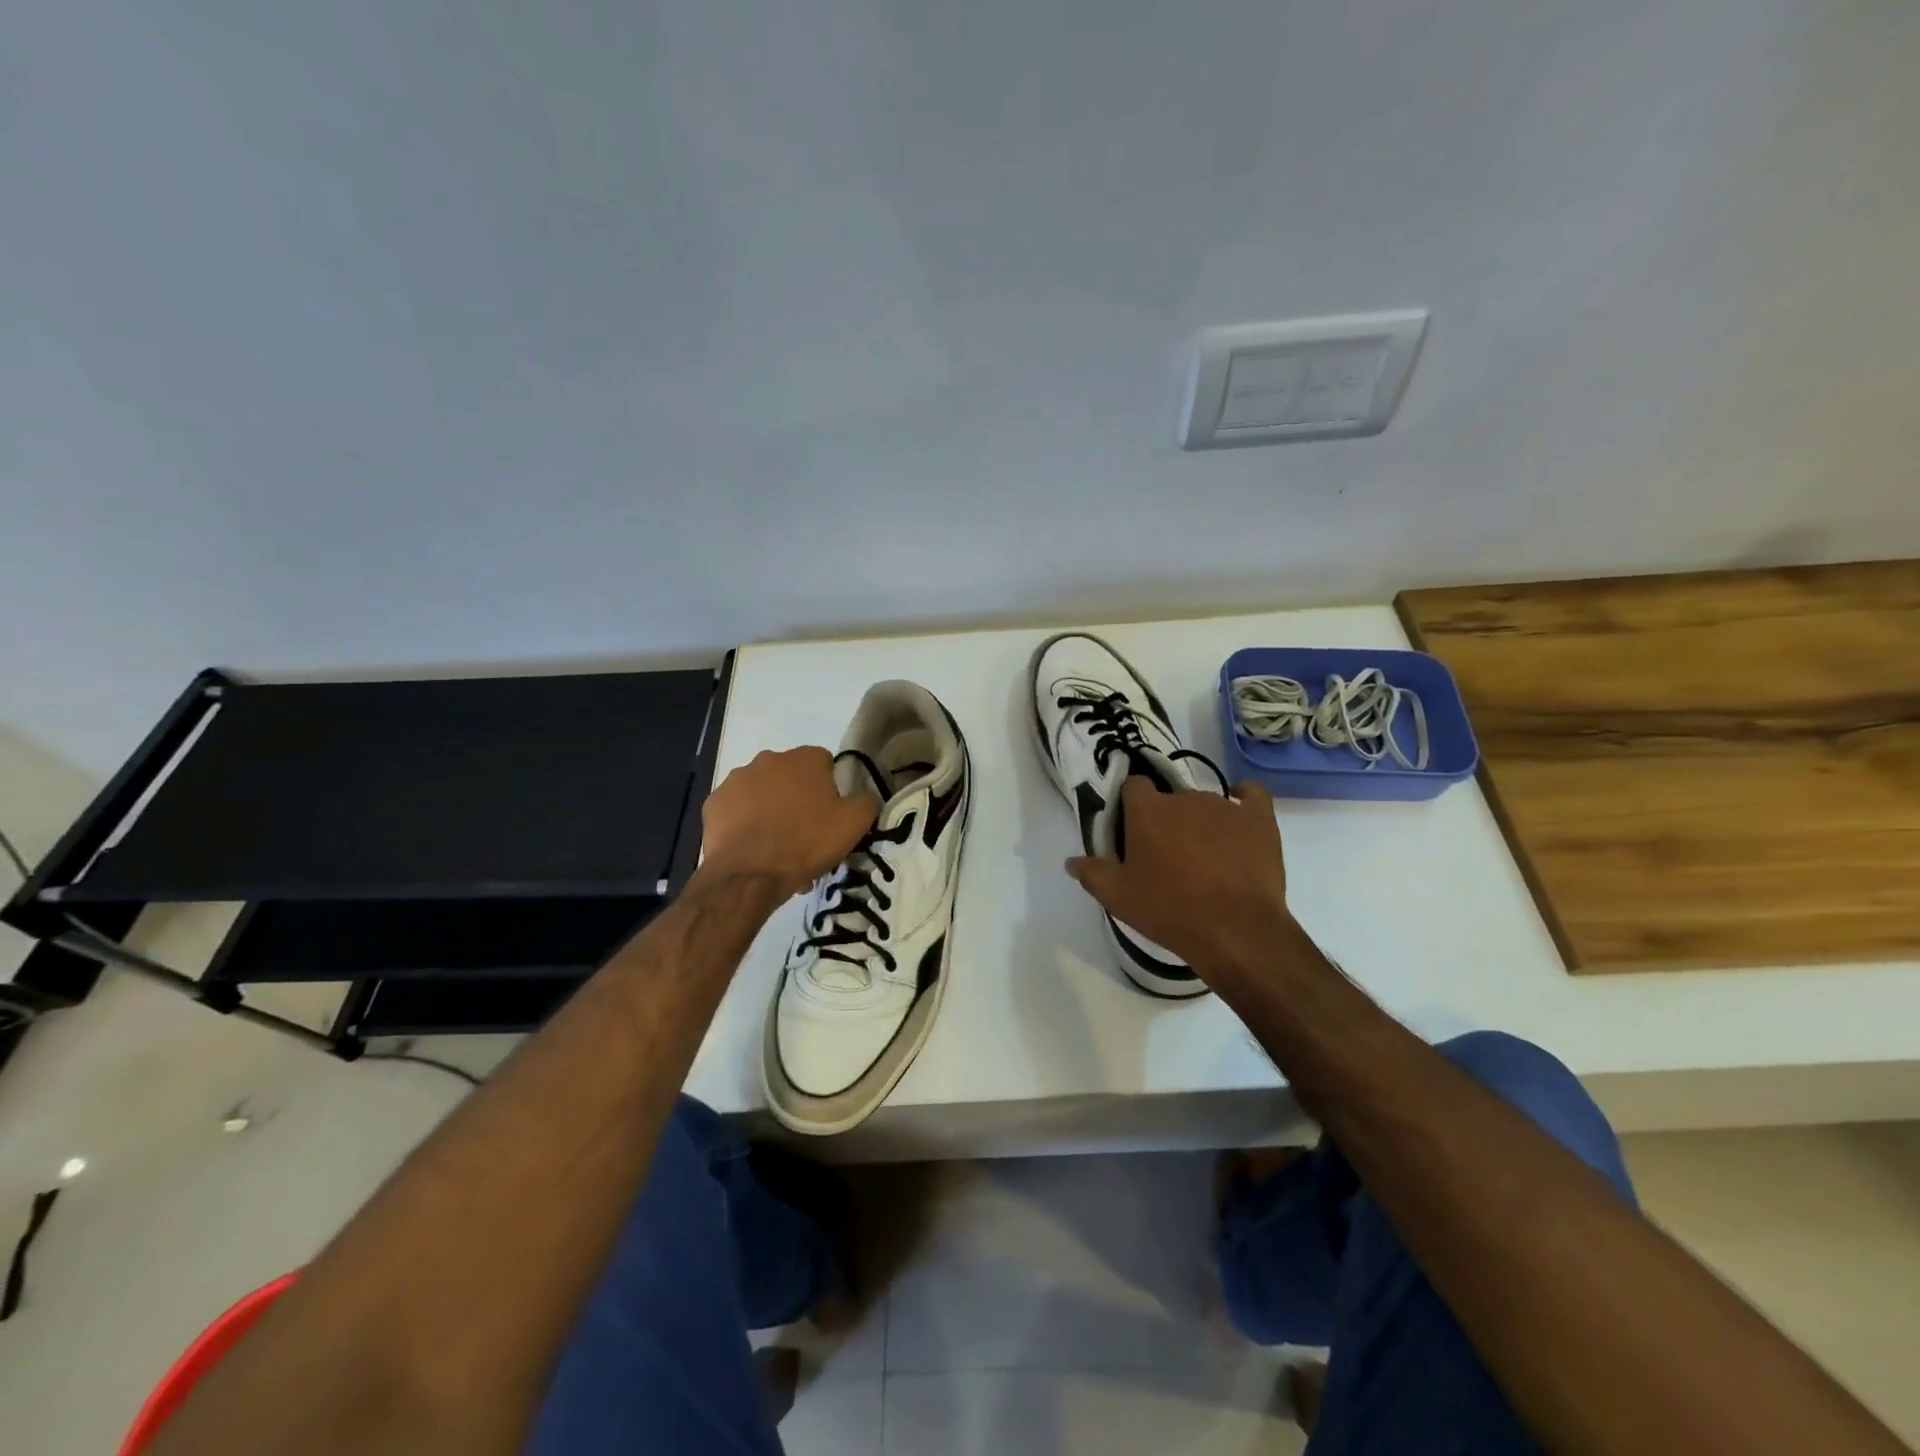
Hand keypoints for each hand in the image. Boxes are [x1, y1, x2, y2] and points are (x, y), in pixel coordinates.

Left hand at [700, 747, 875, 899]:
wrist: (748, 876)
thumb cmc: (805, 843)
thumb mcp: (854, 825)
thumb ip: (867, 801)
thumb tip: (865, 795)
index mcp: (804, 759)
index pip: (825, 764)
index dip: (830, 789)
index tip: (830, 815)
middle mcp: (768, 759)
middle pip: (791, 777)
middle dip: (798, 799)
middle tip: (805, 834)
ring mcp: (736, 779)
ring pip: (762, 793)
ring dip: (771, 810)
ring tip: (777, 847)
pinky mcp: (714, 803)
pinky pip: (736, 810)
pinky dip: (744, 823)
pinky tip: (752, 848)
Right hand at [1067, 778, 1293, 983]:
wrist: (1235, 931)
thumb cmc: (1169, 911)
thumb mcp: (1119, 898)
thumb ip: (1092, 874)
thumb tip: (1071, 861)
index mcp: (1148, 811)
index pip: (1133, 787)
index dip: (1131, 806)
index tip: (1133, 832)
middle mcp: (1184, 798)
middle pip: (1170, 798)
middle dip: (1166, 820)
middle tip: (1167, 856)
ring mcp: (1225, 806)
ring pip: (1205, 803)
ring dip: (1200, 822)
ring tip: (1206, 857)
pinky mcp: (1258, 819)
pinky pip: (1252, 795)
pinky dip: (1244, 800)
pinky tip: (1240, 815)